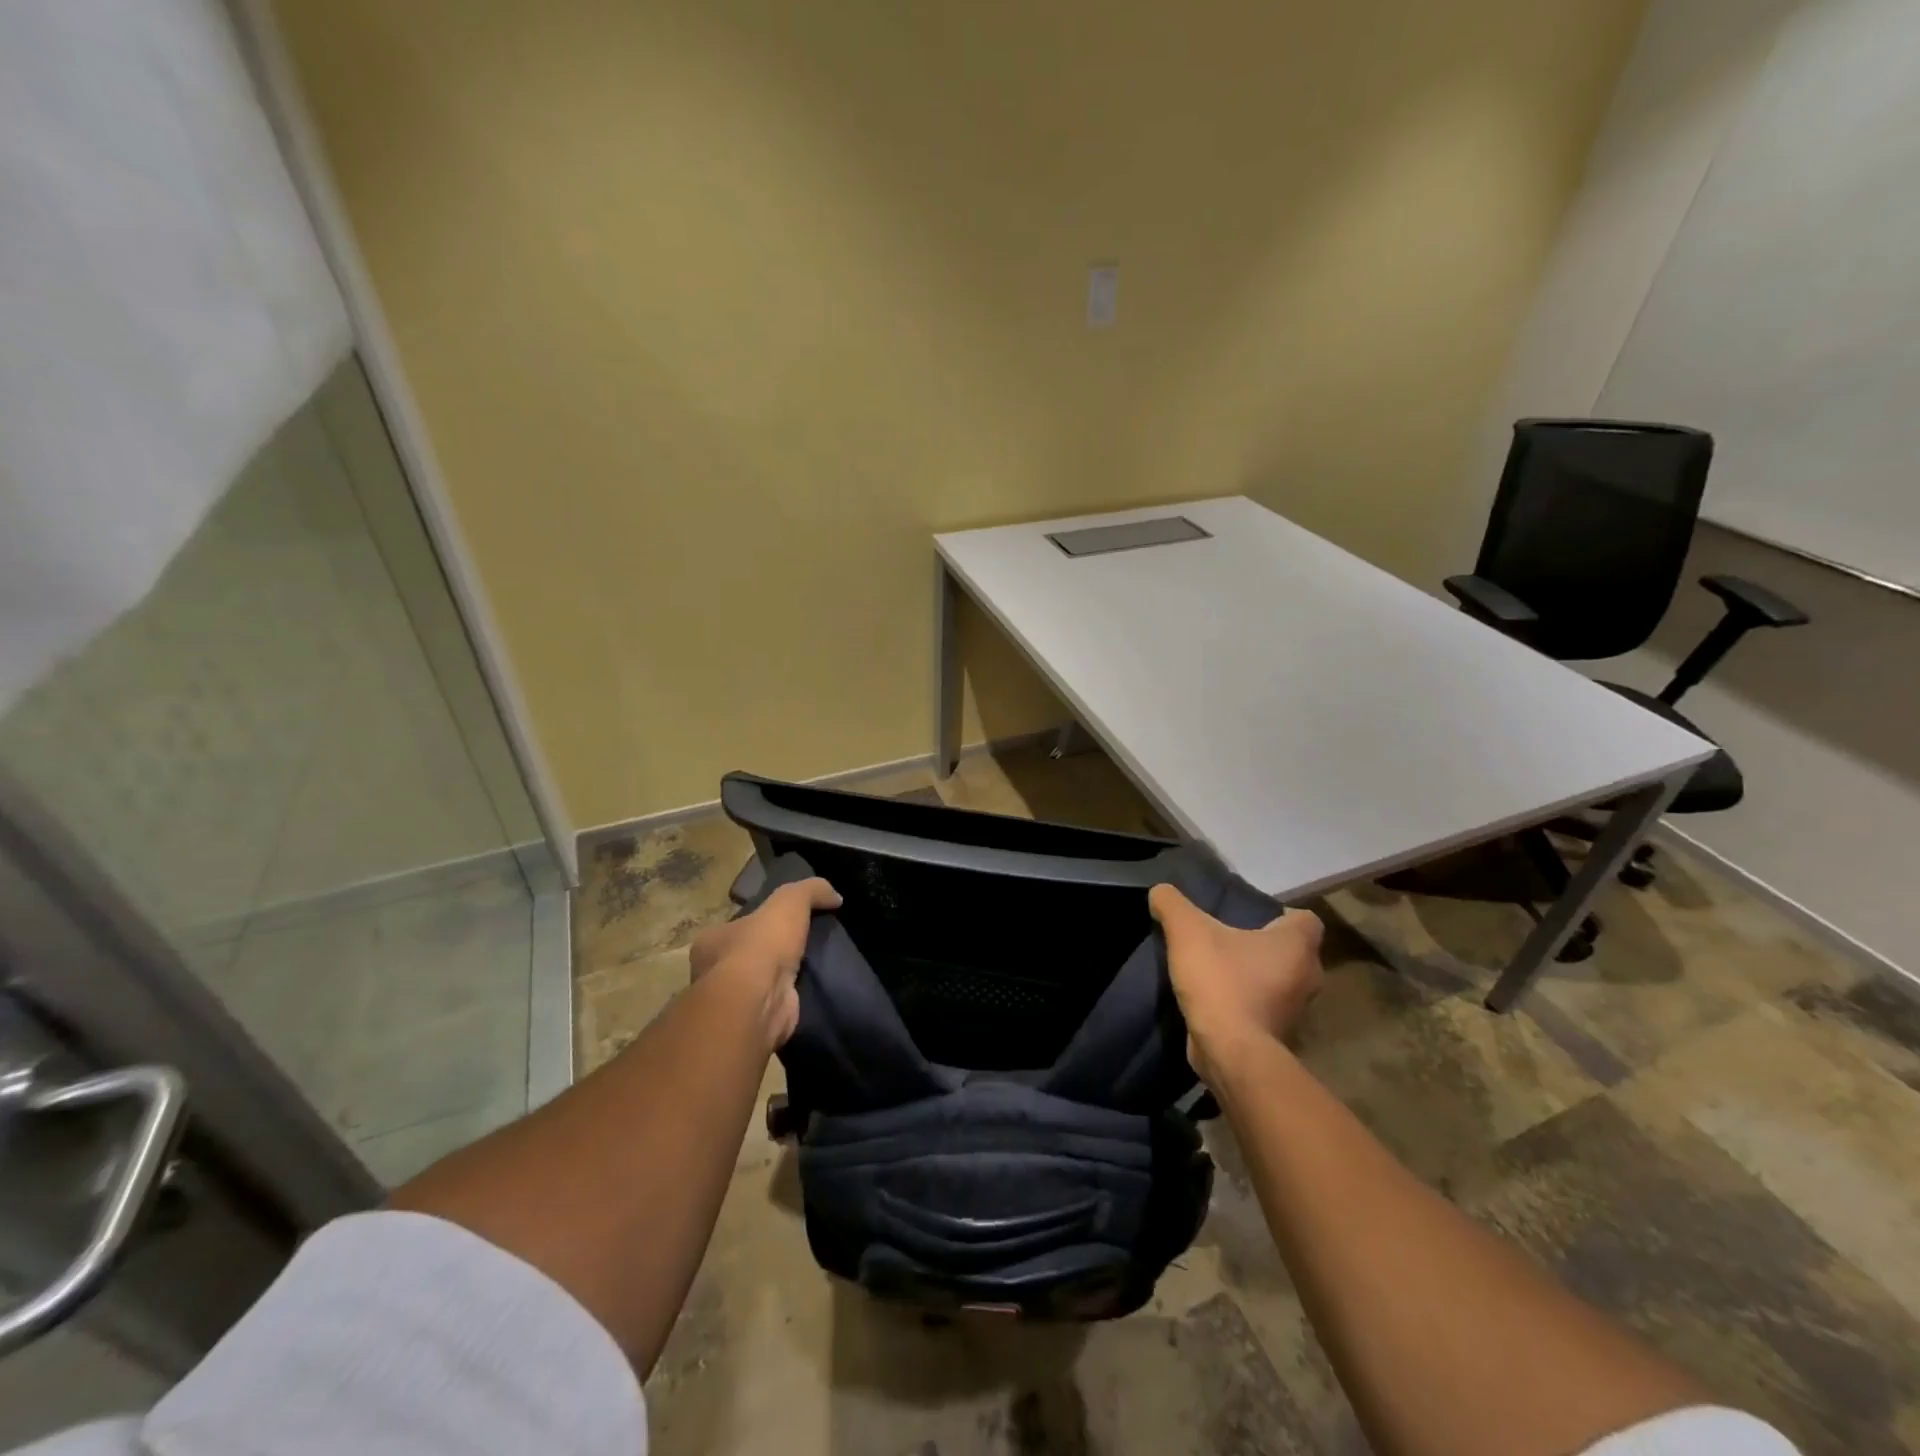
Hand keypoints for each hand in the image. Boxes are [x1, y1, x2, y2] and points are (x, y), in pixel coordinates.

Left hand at [689, 877, 840, 1051]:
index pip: (737, 926)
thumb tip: (835, 896)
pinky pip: (776, 1004)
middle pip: (748, 955)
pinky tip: (812, 991)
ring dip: (782, 977)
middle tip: (804, 944)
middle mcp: (714, 972)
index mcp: (711, 941)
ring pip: (761, 982)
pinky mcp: (753, 1021)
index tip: (786, 922)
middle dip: (772, 951)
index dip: (760, 922)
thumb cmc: (761, 945)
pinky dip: (791, 998)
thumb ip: (810, 891)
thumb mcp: (789, 900)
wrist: (758, 1001)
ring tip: (815, 967)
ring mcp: (733, 1000)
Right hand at [1150, 883, 1323, 1081]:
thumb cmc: (1221, 982)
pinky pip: (1263, 1007)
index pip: (1305, 919)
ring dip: (1253, 975)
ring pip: (1278, 981)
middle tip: (1225, 937)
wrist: (1230, 1053)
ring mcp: (1295, 1010)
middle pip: (1290, 950)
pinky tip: (1215, 997)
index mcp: (1297, 945)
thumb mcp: (1187, 931)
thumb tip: (1160, 892)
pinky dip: (1245, 1002)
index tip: (1246, 916)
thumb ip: (1172, 904)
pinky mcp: (1278, 1035)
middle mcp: (1307, 976)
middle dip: (1261, 944)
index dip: (1278, 914)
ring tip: (1215, 967)